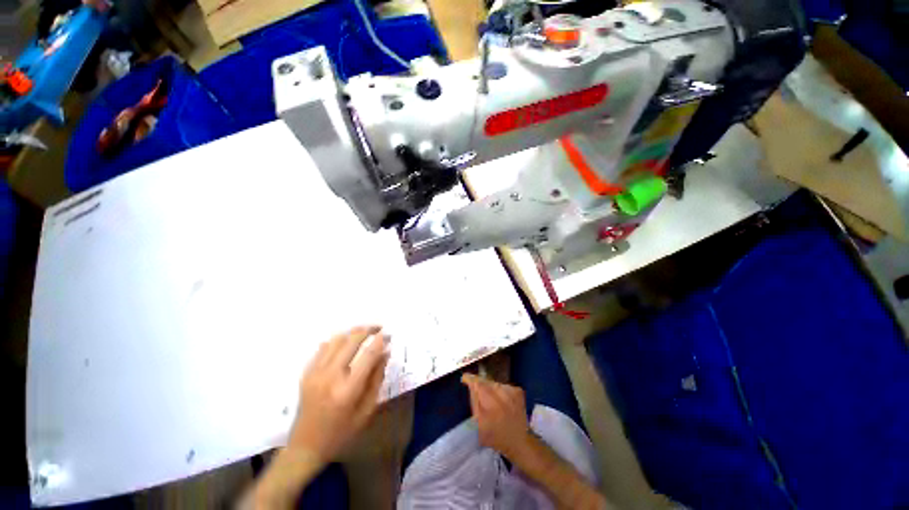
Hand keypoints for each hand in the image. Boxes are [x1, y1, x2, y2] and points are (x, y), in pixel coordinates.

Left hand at [288, 326, 389, 463]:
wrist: (305, 447)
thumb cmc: (341, 432)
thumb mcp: (367, 410)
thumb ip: (377, 379)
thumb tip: (385, 353)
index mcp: (348, 390)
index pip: (368, 355)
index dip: (381, 340)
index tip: (389, 334)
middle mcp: (330, 376)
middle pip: (351, 340)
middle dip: (368, 329)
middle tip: (379, 328)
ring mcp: (315, 373)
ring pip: (337, 339)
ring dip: (353, 332)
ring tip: (365, 333)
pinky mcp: (306, 373)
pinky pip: (323, 347)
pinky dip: (337, 340)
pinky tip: (346, 343)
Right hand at [461, 373, 531, 459]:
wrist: (518, 441)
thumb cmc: (494, 436)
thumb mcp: (478, 423)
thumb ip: (474, 401)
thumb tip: (470, 384)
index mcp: (490, 404)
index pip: (478, 383)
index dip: (470, 379)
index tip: (465, 378)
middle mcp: (502, 394)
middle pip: (486, 381)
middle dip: (480, 385)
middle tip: (478, 393)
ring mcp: (512, 391)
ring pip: (495, 383)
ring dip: (490, 388)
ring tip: (490, 400)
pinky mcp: (518, 391)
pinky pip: (503, 385)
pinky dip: (500, 390)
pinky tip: (501, 401)